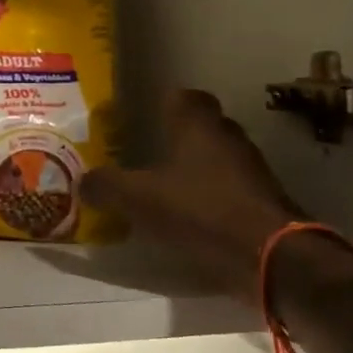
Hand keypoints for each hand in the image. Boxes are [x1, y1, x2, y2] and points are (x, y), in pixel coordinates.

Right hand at [80, 90, 301, 296]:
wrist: (270, 256)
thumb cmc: (200, 211)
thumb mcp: (138, 199)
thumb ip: (106, 186)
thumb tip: (82, 181)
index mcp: (198, 125)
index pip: (182, 96)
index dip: (161, 102)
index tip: (140, 114)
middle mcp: (227, 137)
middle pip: (200, 125)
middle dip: (175, 136)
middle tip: (144, 150)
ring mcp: (250, 168)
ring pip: (215, 156)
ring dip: (193, 167)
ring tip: (161, 185)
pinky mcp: (261, 200)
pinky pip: (227, 187)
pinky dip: (208, 194)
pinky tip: (186, 213)